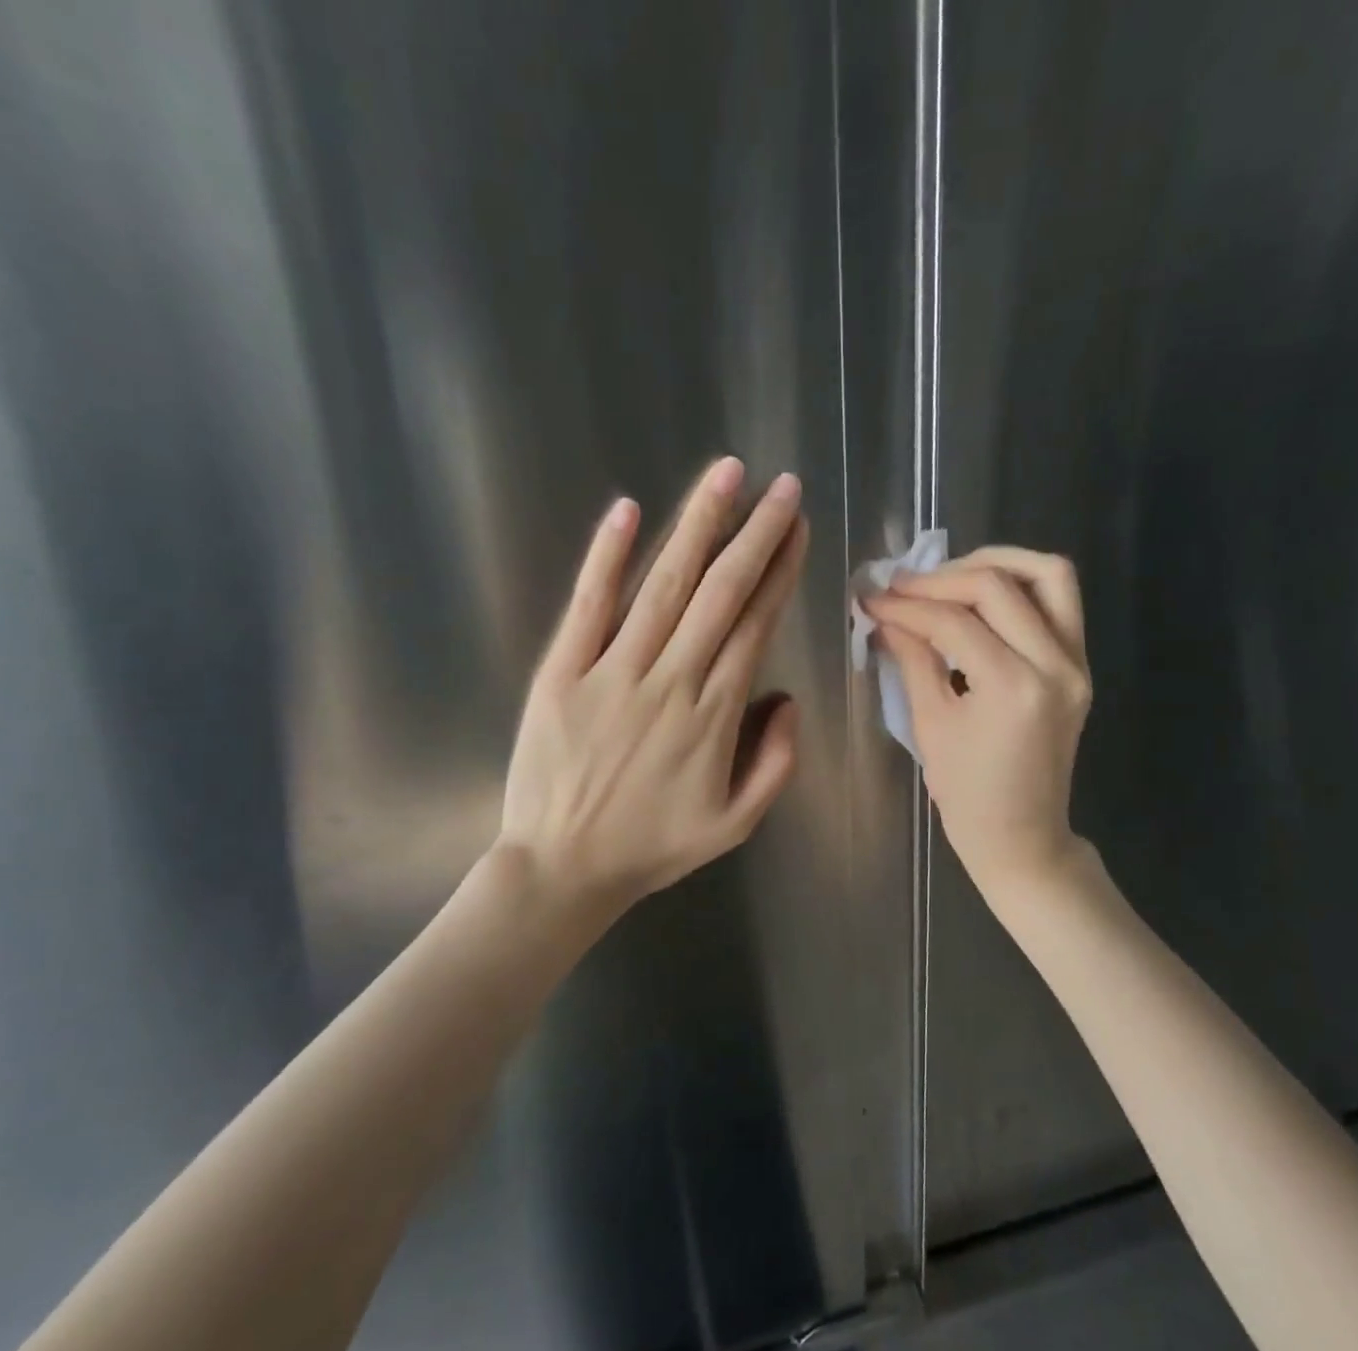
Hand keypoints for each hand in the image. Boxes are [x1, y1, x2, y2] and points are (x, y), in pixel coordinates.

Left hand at [497, 457, 808, 915]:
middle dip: (755, 533)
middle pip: (720, 592)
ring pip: (663, 586)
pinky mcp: (562, 672)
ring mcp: (613, 671)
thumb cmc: (653, 847)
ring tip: (726, 476)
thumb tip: (787, 698)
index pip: (755, 624)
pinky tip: (628, 510)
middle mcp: (671, 679)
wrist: (562, 868)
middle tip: (779, 485)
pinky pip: (588, 606)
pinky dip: (606, 557)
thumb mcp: (736, 823)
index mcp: (715, 714)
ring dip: (697, 526)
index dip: (779, 571)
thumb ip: (776, 762)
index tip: (796, 527)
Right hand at [864, 547, 1090, 897]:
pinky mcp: (1080, 666)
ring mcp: (1076, 663)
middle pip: (999, 586)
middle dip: (942, 578)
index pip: (954, 621)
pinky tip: (981, 599)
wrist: (1024, 837)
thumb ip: (913, 659)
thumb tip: (886, 614)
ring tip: (950, 576)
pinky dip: (1021, 586)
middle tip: (902, 585)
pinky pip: (1059, 602)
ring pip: (1048, 575)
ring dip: (995, 563)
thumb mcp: (931, 726)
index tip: (872, 598)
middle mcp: (1055, 664)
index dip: (907, 604)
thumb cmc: (968, 796)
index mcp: (1012, 687)